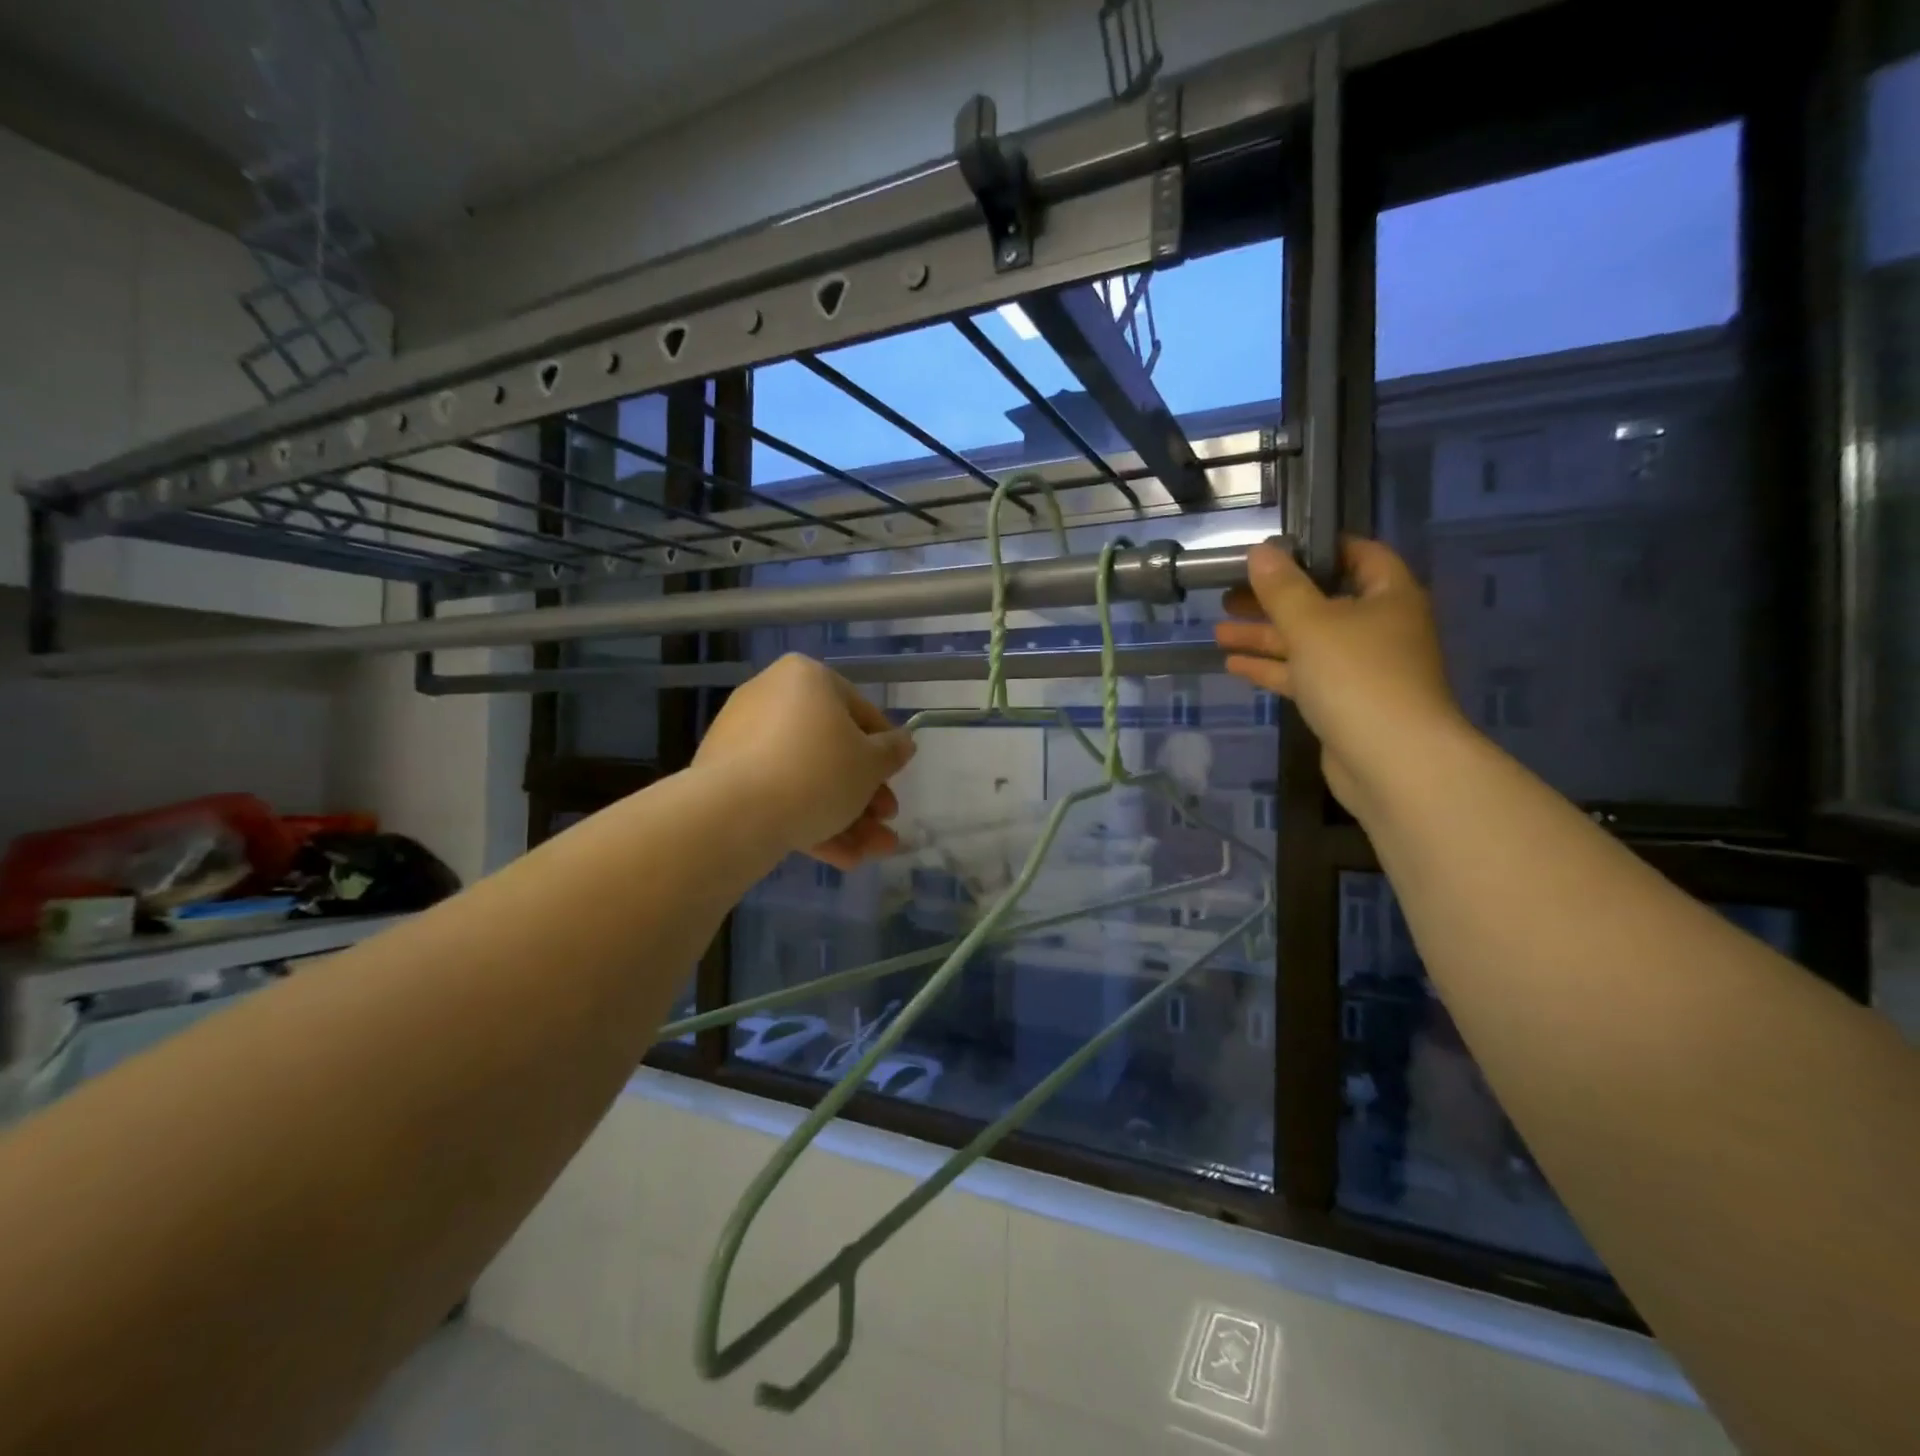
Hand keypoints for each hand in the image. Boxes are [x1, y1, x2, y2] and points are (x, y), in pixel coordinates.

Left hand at [693, 654, 915, 869]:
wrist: (736, 813)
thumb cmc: (818, 772)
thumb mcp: (872, 763)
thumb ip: (893, 751)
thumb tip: (903, 742)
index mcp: (807, 678)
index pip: (860, 712)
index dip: (885, 750)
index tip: (898, 779)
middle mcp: (771, 698)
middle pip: (831, 750)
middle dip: (864, 794)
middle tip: (885, 822)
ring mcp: (742, 738)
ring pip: (806, 778)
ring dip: (845, 817)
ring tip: (872, 852)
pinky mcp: (724, 777)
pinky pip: (777, 794)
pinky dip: (809, 821)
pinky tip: (842, 858)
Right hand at [1214, 537, 1465, 817]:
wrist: (1391, 761)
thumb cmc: (1356, 676)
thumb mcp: (1311, 623)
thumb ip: (1282, 588)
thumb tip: (1260, 550)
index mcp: (1388, 597)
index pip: (1359, 555)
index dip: (1319, 547)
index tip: (1275, 548)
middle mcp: (1379, 628)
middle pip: (1323, 602)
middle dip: (1275, 599)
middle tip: (1229, 594)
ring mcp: (1362, 669)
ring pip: (1307, 642)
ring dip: (1264, 636)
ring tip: (1218, 630)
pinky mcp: (1344, 703)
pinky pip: (1304, 675)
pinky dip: (1272, 668)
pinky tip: (1233, 664)